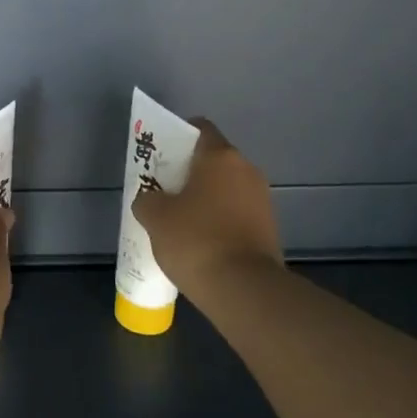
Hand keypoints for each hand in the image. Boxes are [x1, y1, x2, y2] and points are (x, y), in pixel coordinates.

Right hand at [132, 118, 282, 298]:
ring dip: (206, 198)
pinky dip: (219, 220)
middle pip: (214, 160)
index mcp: (221, 157)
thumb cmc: (196, 240)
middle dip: (189, 172)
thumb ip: (147, 199)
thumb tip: (151, 199)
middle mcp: (247, 170)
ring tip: (179, 221)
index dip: (178, 136)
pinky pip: (237, 213)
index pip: (200, 128)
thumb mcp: (155, 217)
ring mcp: (262, 200)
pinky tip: (201, 242)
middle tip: (164, 190)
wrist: (244, 289)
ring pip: (226, 188)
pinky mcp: (269, 228)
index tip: (161, 155)